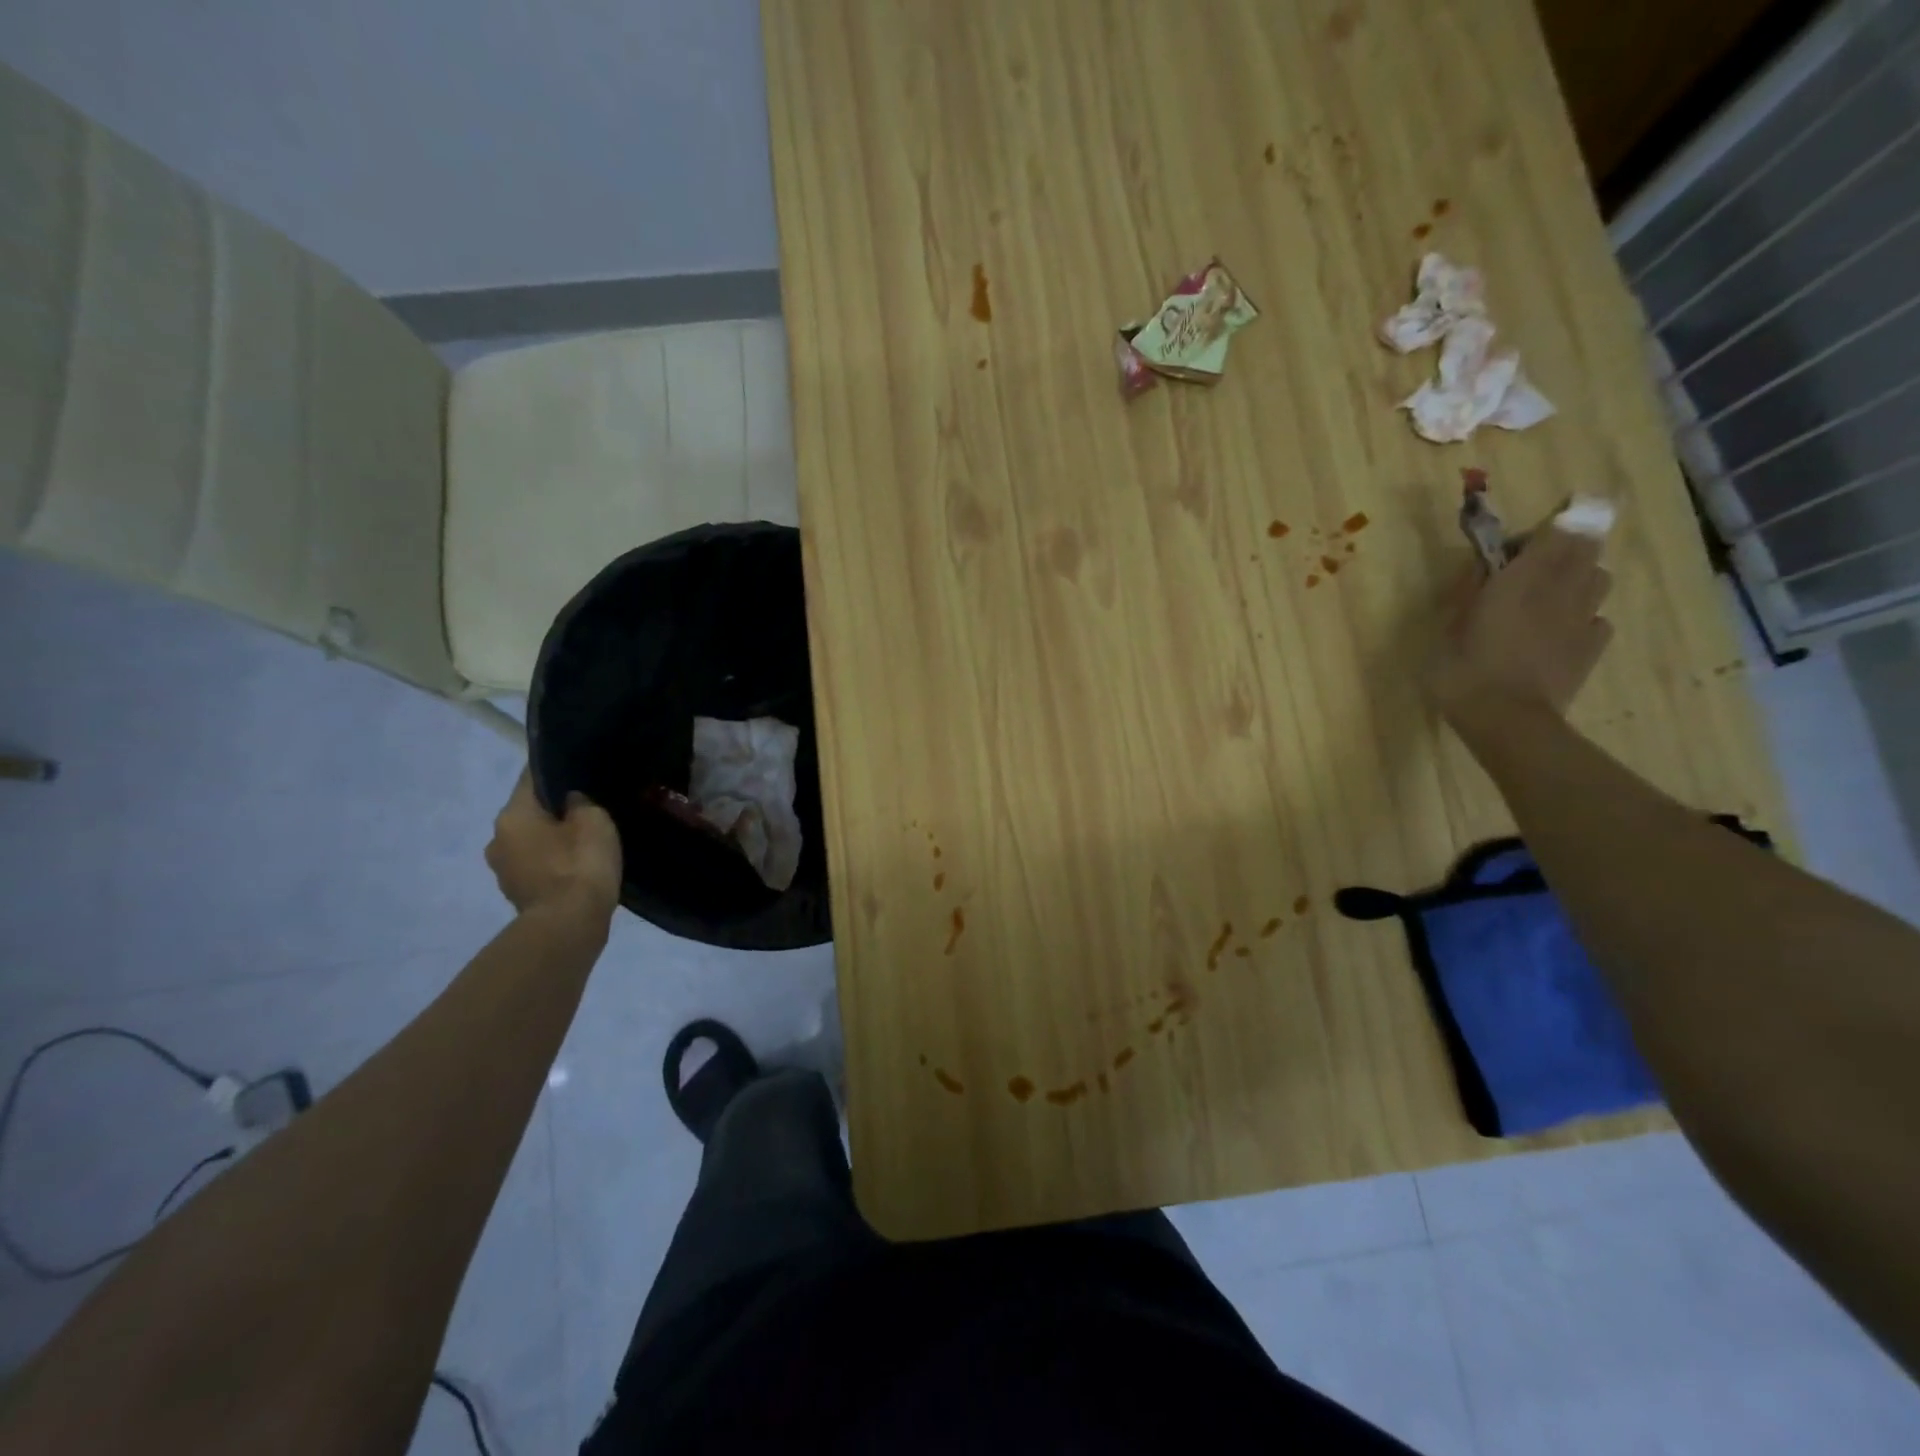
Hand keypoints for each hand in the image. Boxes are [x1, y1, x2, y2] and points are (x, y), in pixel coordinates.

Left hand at [485, 772, 622, 920]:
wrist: (569, 925)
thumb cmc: (580, 864)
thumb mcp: (594, 821)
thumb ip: (581, 803)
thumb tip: (570, 802)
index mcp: (512, 815)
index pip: (532, 779)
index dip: (555, 771)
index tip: (578, 769)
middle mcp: (497, 839)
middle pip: (529, 812)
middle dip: (554, 810)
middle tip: (587, 809)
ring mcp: (503, 870)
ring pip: (531, 840)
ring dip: (552, 839)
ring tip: (585, 840)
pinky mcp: (517, 893)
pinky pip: (537, 865)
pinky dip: (554, 862)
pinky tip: (578, 865)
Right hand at [1424, 517, 1613, 729]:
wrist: (1506, 720)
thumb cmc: (1464, 670)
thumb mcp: (1447, 627)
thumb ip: (1468, 590)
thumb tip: (1482, 566)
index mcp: (1525, 577)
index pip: (1562, 526)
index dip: (1555, 520)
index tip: (1527, 534)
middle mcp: (1563, 588)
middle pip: (1586, 547)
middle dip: (1565, 546)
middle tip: (1531, 564)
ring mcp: (1585, 618)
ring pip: (1598, 578)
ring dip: (1577, 578)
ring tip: (1547, 597)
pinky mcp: (1593, 647)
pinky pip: (1598, 617)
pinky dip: (1582, 615)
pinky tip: (1558, 633)